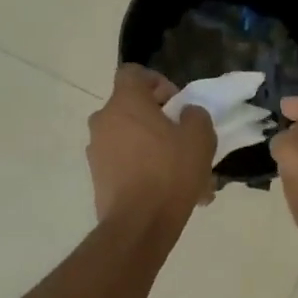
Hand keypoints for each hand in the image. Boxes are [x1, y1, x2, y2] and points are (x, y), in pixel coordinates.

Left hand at [87, 66, 214, 226]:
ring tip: (183, 174)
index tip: (176, 104)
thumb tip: (186, 114)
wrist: (139, 224)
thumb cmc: (170, 171)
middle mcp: (104, 121)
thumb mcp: (200, 137)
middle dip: (160, 121)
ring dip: (155, 149)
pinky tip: (169, 193)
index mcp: (125, 102)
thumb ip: (195, 115)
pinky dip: (145, 170)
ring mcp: (97, 150)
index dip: (157, 81)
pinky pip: (126, 163)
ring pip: (132, 139)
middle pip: (132, 108)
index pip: (133, 73)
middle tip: (184, 141)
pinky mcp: (98, 177)